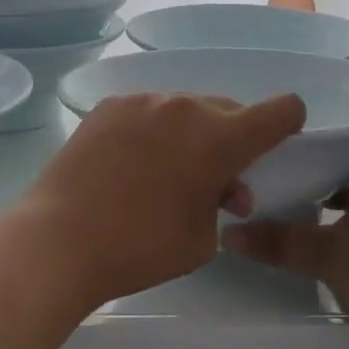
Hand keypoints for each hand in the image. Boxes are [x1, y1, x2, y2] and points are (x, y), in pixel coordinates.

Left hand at [16, 91, 306, 313]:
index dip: (289, 122)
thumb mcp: (202, 238)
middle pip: (228, 110)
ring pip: (186, 109)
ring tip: (168, 172)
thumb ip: (222, 202)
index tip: (280, 141)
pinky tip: (132, 163)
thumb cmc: (141, 247)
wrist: (59, 239)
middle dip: (232, 140)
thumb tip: (221, 186)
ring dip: (191, 134)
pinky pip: (149, 111)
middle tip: (217, 181)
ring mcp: (143, 100)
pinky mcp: (108, 106)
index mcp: (219, 137)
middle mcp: (185, 106)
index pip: (279, 111)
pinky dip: (154, 131)